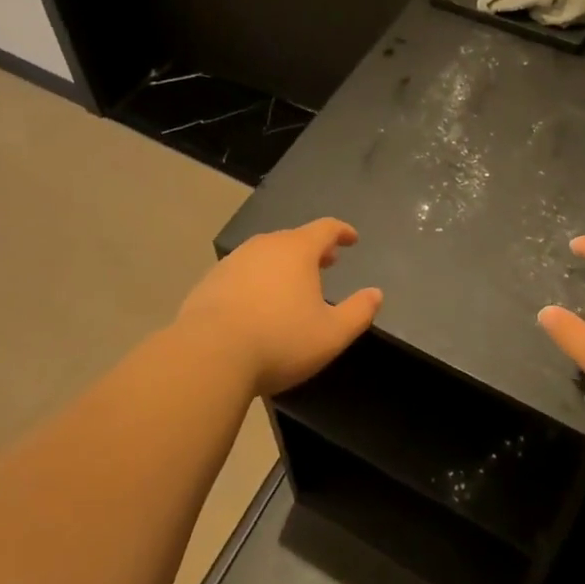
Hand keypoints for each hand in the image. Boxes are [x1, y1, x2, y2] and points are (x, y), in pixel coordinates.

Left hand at [174, 218, 382, 395]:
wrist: (208, 355)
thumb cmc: (279, 341)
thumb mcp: (331, 334)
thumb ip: (358, 312)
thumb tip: (376, 294)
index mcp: (297, 250)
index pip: (326, 228)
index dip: (342, 232)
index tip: (352, 239)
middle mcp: (264, 246)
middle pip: (294, 239)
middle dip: (313, 249)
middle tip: (327, 262)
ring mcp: (233, 261)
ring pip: (266, 254)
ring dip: (283, 264)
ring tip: (292, 284)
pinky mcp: (210, 281)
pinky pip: (242, 272)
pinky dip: (257, 279)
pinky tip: (256, 303)